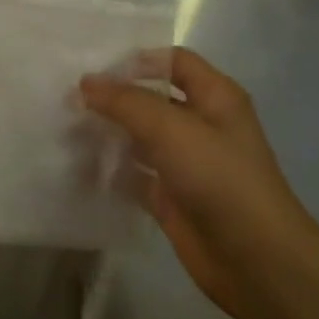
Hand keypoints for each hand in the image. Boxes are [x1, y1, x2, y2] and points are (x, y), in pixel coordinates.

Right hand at [81, 49, 318, 318]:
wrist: (254, 259)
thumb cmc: (219, 179)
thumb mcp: (171, 128)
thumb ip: (125, 102)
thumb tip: (85, 83)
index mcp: (215, 98)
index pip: (174, 62)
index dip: (138, 60)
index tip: (95, 69)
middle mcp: (201, 125)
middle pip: (151, 99)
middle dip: (113, 98)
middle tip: (68, 98)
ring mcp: (185, 163)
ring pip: (139, 137)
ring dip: (108, 133)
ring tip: (65, 128)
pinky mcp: (170, 196)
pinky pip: (133, 174)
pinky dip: (110, 170)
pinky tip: (79, 166)